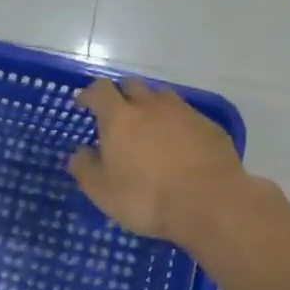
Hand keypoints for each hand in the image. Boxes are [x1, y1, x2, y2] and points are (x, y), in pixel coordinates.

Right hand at [68, 77, 251, 245]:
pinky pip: (186, 115)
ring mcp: (184, 113)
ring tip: (147, 127)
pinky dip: (175, 123)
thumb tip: (79, 153)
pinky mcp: (209, 126)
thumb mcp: (102, 192)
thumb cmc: (146, 198)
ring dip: (149, 106)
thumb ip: (85, 168)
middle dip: (120, 95)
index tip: (83, 104)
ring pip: (161, 97)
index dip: (89, 94)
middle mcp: (151, 106)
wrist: (210, 204)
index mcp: (120, 118)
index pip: (99, 90)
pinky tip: (177, 144)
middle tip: (115, 115)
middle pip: (131, 86)